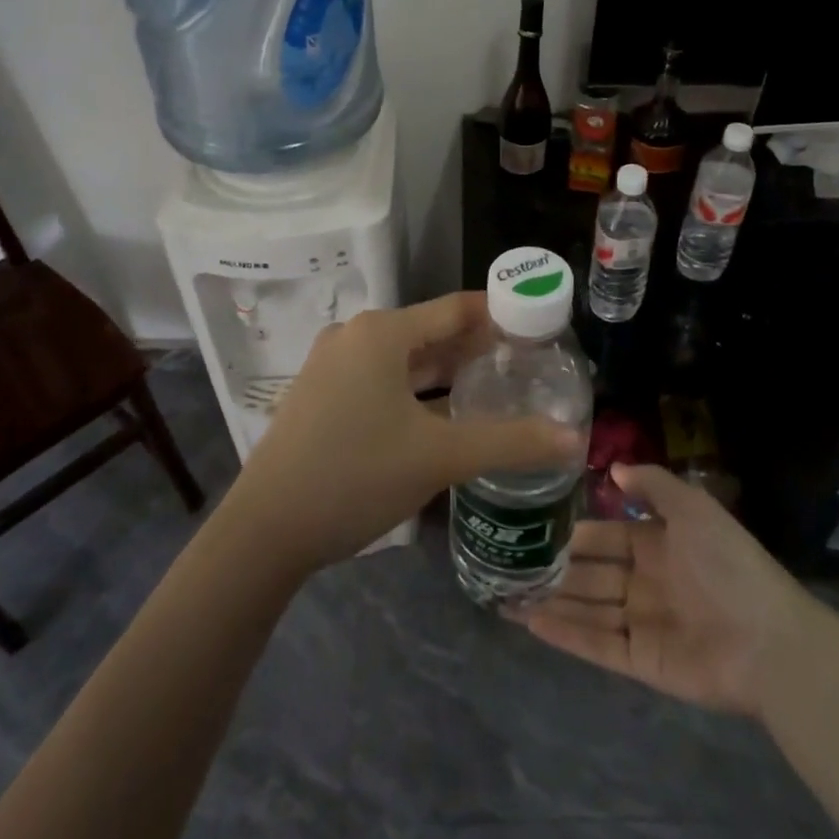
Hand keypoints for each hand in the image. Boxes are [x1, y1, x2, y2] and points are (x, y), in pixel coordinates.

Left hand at [229, 293, 584, 572]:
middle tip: (525, 364)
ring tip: (492, 386)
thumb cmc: (356, 476)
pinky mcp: (320, 394)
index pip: (457, 309)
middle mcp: (354, 336)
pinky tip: (440, 413)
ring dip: (445, 370)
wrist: (264, 530)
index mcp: (382, 333)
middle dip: (476, 347)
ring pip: (403, 358)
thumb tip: (574, 439)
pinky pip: (379, 378)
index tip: (539, 328)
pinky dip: (414, 388)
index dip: (501, 316)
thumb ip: (511, 443)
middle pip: (430, 331)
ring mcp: (331, 365)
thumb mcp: (440, 457)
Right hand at [517, 463, 822, 716]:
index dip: (574, 533)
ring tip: (506, 592)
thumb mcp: (694, 509)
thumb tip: (613, 468)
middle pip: (591, 574)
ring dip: (550, 600)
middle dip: (555, 569)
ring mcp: (642, 623)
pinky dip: (563, 634)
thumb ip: (653, 485)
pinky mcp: (641, 661)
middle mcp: (645, 583)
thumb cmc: (729, 566)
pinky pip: (596, 644)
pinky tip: (529, 620)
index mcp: (658, 545)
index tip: (535, 526)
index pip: (606, 536)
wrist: (770, 642)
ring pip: (586, 608)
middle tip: (509, 561)